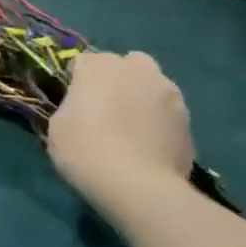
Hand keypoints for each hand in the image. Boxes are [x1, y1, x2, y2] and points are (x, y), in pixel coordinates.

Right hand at [47, 51, 194, 196]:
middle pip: (126, 63)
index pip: (83, 61)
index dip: (76, 80)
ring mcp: (169, 93)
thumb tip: (82, 107)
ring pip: (152, 84)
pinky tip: (148, 143)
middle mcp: (137, 70)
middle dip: (116, 78)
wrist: (137, 185)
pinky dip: (158, 119)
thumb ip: (71, 105)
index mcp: (99, 66)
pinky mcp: (188, 119)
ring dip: (141, 96)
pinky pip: (167, 111)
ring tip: (130, 126)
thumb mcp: (57, 125)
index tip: (71, 101)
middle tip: (104, 107)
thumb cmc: (84, 149)